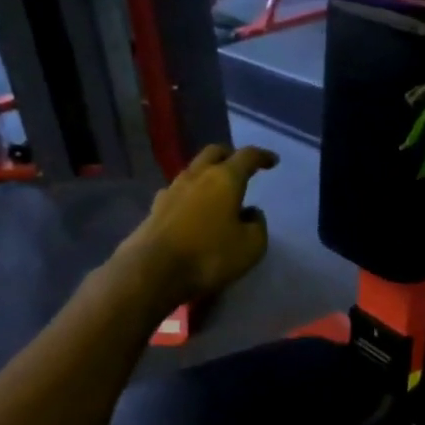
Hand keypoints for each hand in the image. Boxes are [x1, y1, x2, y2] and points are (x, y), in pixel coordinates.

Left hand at [124, 145, 278, 307]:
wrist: (152, 271)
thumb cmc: (209, 256)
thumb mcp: (251, 246)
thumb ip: (257, 225)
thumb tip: (251, 213)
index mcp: (225, 178)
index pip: (247, 156)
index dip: (262, 156)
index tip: (272, 161)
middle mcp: (197, 176)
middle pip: (214, 152)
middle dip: (230, 155)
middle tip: (241, 166)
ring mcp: (172, 190)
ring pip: (193, 170)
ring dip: (207, 174)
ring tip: (217, 190)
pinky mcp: (155, 208)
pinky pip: (178, 192)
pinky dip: (190, 195)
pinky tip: (193, 209)